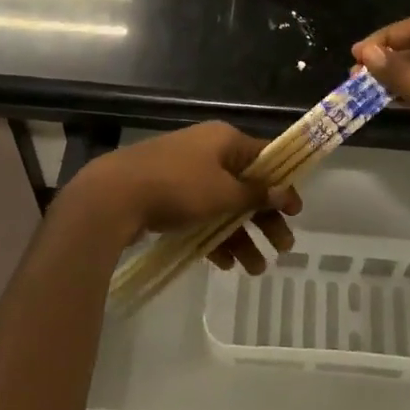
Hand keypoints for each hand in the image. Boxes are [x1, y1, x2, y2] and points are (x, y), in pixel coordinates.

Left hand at [68, 122, 299, 272]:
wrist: (113, 196)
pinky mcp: (168, 196)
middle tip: (283, 248)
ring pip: (224, 206)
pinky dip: (215, 237)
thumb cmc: (177, 187)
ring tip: (256, 269)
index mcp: (224, 140)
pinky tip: (226, 264)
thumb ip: (255, 194)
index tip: (296, 211)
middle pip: (246, 186)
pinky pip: (201, 216)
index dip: (283, 183)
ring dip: (242, 236)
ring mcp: (186, 174)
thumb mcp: (223, 192)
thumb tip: (284, 191)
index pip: (265, 157)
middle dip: (264, 219)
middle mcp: (208, 152)